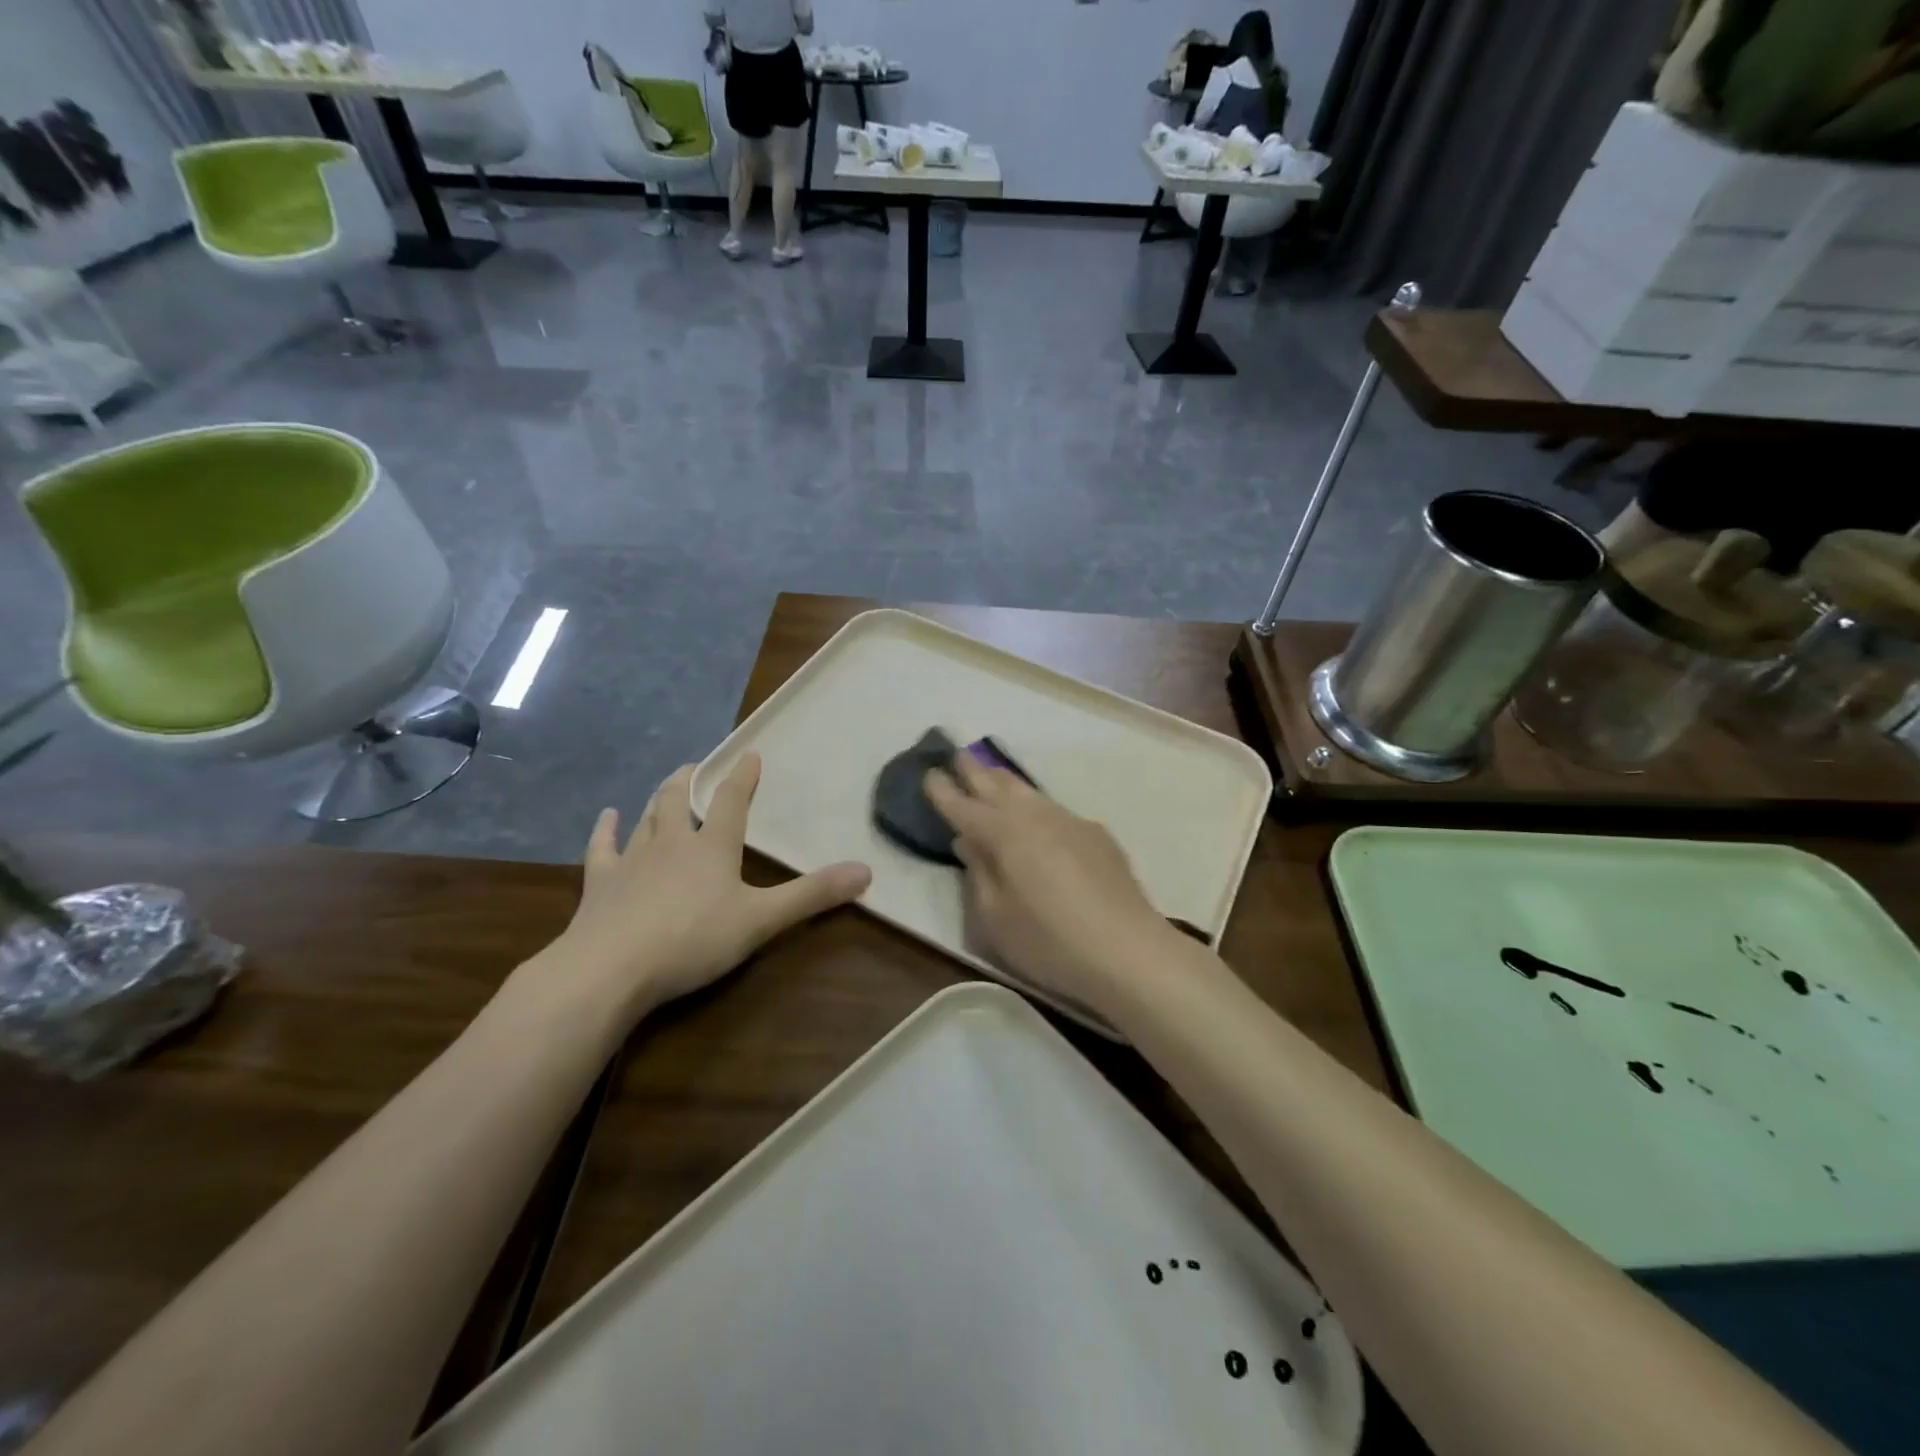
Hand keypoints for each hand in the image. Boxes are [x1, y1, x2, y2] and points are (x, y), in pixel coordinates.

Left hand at [545, 754, 870, 1022]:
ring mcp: (632, 859)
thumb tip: (866, 871)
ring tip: (664, 788)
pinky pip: (603, 847)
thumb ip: (812, 895)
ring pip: (646, 819)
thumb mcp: (761, 920)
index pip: (730, 802)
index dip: (742, 778)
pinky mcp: (601, 882)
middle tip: (696, 767)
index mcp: (712, 846)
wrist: (611, 968)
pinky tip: (607, 817)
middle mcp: (672, 842)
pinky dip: (606, 830)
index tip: (749, 755)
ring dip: (657, 801)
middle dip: (690, 780)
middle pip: (679, 800)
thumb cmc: (693, 939)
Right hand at [924, 753, 1172, 1009]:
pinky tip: (1039, 816)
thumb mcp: (995, 919)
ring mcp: (1070, 822)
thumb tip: (969, 842)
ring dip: (1006, 782)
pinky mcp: (1097, 836)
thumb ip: (978, 875)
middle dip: (975, 770)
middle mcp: (1035, 817)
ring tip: (993, 773)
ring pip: (1029, 793)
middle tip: (958, 754)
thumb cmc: (1049, 941)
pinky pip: (1055, 810)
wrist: (1129, 950)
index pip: (963, 806)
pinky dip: (1036, 805)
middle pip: (998, 786)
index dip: (943, 791)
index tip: (929, 773)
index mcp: (1003, 834)